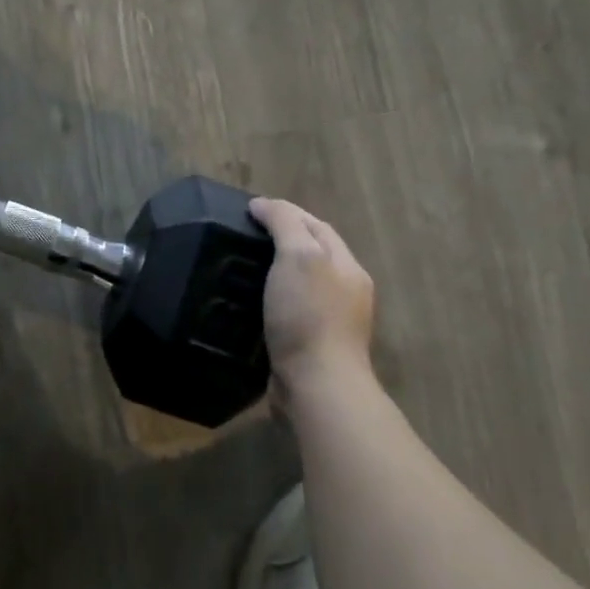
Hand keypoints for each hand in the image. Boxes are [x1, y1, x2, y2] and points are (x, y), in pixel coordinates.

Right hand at [248, 198, 376, 392]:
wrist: (317, 384)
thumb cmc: (308, 315)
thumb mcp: (298, 256)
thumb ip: (284, 224)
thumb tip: (264, 204)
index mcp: (347, 266)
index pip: (316, 226)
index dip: (286, 212)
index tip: (249, 210)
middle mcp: (346, 290)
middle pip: (313, 254)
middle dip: (283, 241)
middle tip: (243, 237)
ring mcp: (332, 321)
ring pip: (302, 284)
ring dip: (276, 273)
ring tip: (242, 269)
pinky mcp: (313, 345)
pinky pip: (292, 311)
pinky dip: (273, 300)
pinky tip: (252, 305)